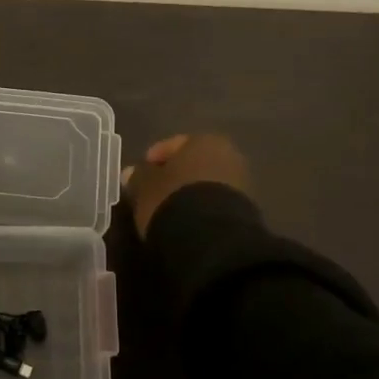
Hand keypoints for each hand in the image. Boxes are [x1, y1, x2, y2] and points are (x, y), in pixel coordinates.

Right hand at [125, 133, 251, 232]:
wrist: (212, 238)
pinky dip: (203, 208)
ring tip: (171, 210)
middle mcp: (227, 154)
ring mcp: (241, 182)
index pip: (172, 145)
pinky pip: (217, 202)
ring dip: (190, 193)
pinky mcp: (247, 210)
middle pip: (193, 163)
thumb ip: (138, 177)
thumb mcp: (145, 187)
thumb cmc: (173, 199)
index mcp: (203, 140)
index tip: (140, 176)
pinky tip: (189, 221)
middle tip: (156, 192)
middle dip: (176, 176)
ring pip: (207, 183)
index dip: (153, 160)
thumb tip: (131, 173)